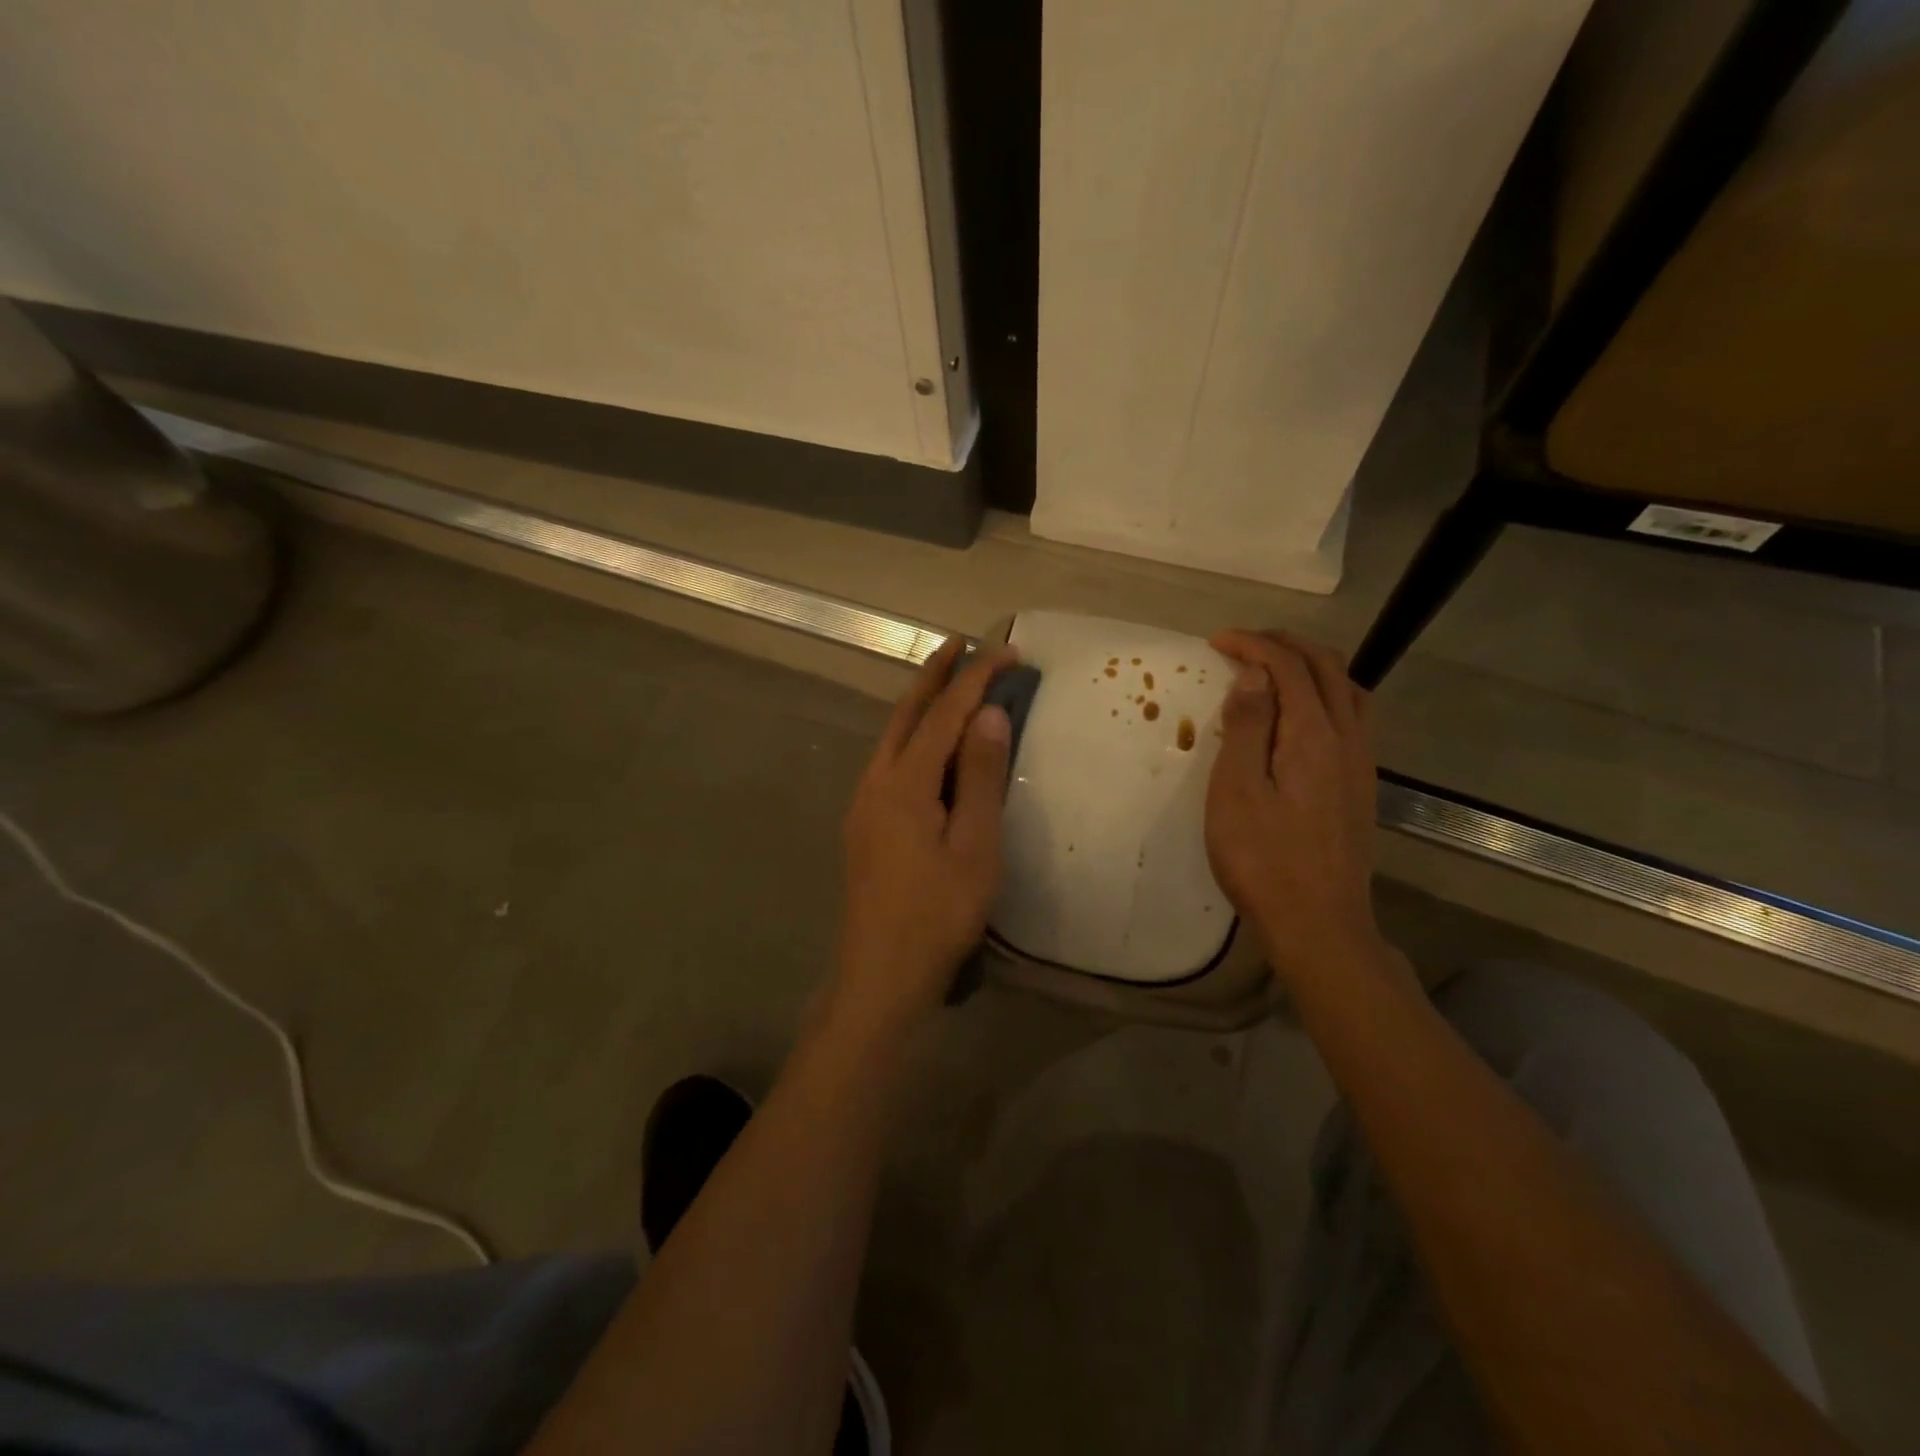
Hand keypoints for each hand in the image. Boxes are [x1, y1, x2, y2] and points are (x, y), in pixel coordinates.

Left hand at [830, 637, 1016, 1036]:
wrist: (880, 975)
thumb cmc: (938, 915)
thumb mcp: (975, 847)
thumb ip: (981, 778)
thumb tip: (989, 715)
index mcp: (904, 783)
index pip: (944, 714)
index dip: (975, 679)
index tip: (1007, 651)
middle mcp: (875, 782)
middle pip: (905, 714)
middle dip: (934, 675)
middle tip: (961, 643)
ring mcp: (864, 804)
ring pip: (892, 737)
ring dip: (920, 704)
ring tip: (948, 682)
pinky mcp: (863, 825)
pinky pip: (889, 761)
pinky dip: (912, 736)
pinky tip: (927, 747)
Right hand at [1205, 630, 1380, 983]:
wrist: (1320, 925)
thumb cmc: (1263, 860)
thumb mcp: (1236, 792)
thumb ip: (1247, 728)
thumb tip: (1255, 675)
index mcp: (1313, 736)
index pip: (1288, 667)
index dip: (1253, 645)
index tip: (1216, 642)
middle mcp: (1348, 739)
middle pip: (1327, 668)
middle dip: (1284, 645)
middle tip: (1243, 644)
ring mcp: (1361, 764)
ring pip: (1347, 690)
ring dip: (1310, 666)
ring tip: (1273, 668)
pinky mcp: (1361, 786)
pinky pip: (1352, 716)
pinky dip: (1324, 694)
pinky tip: (1301, 715)